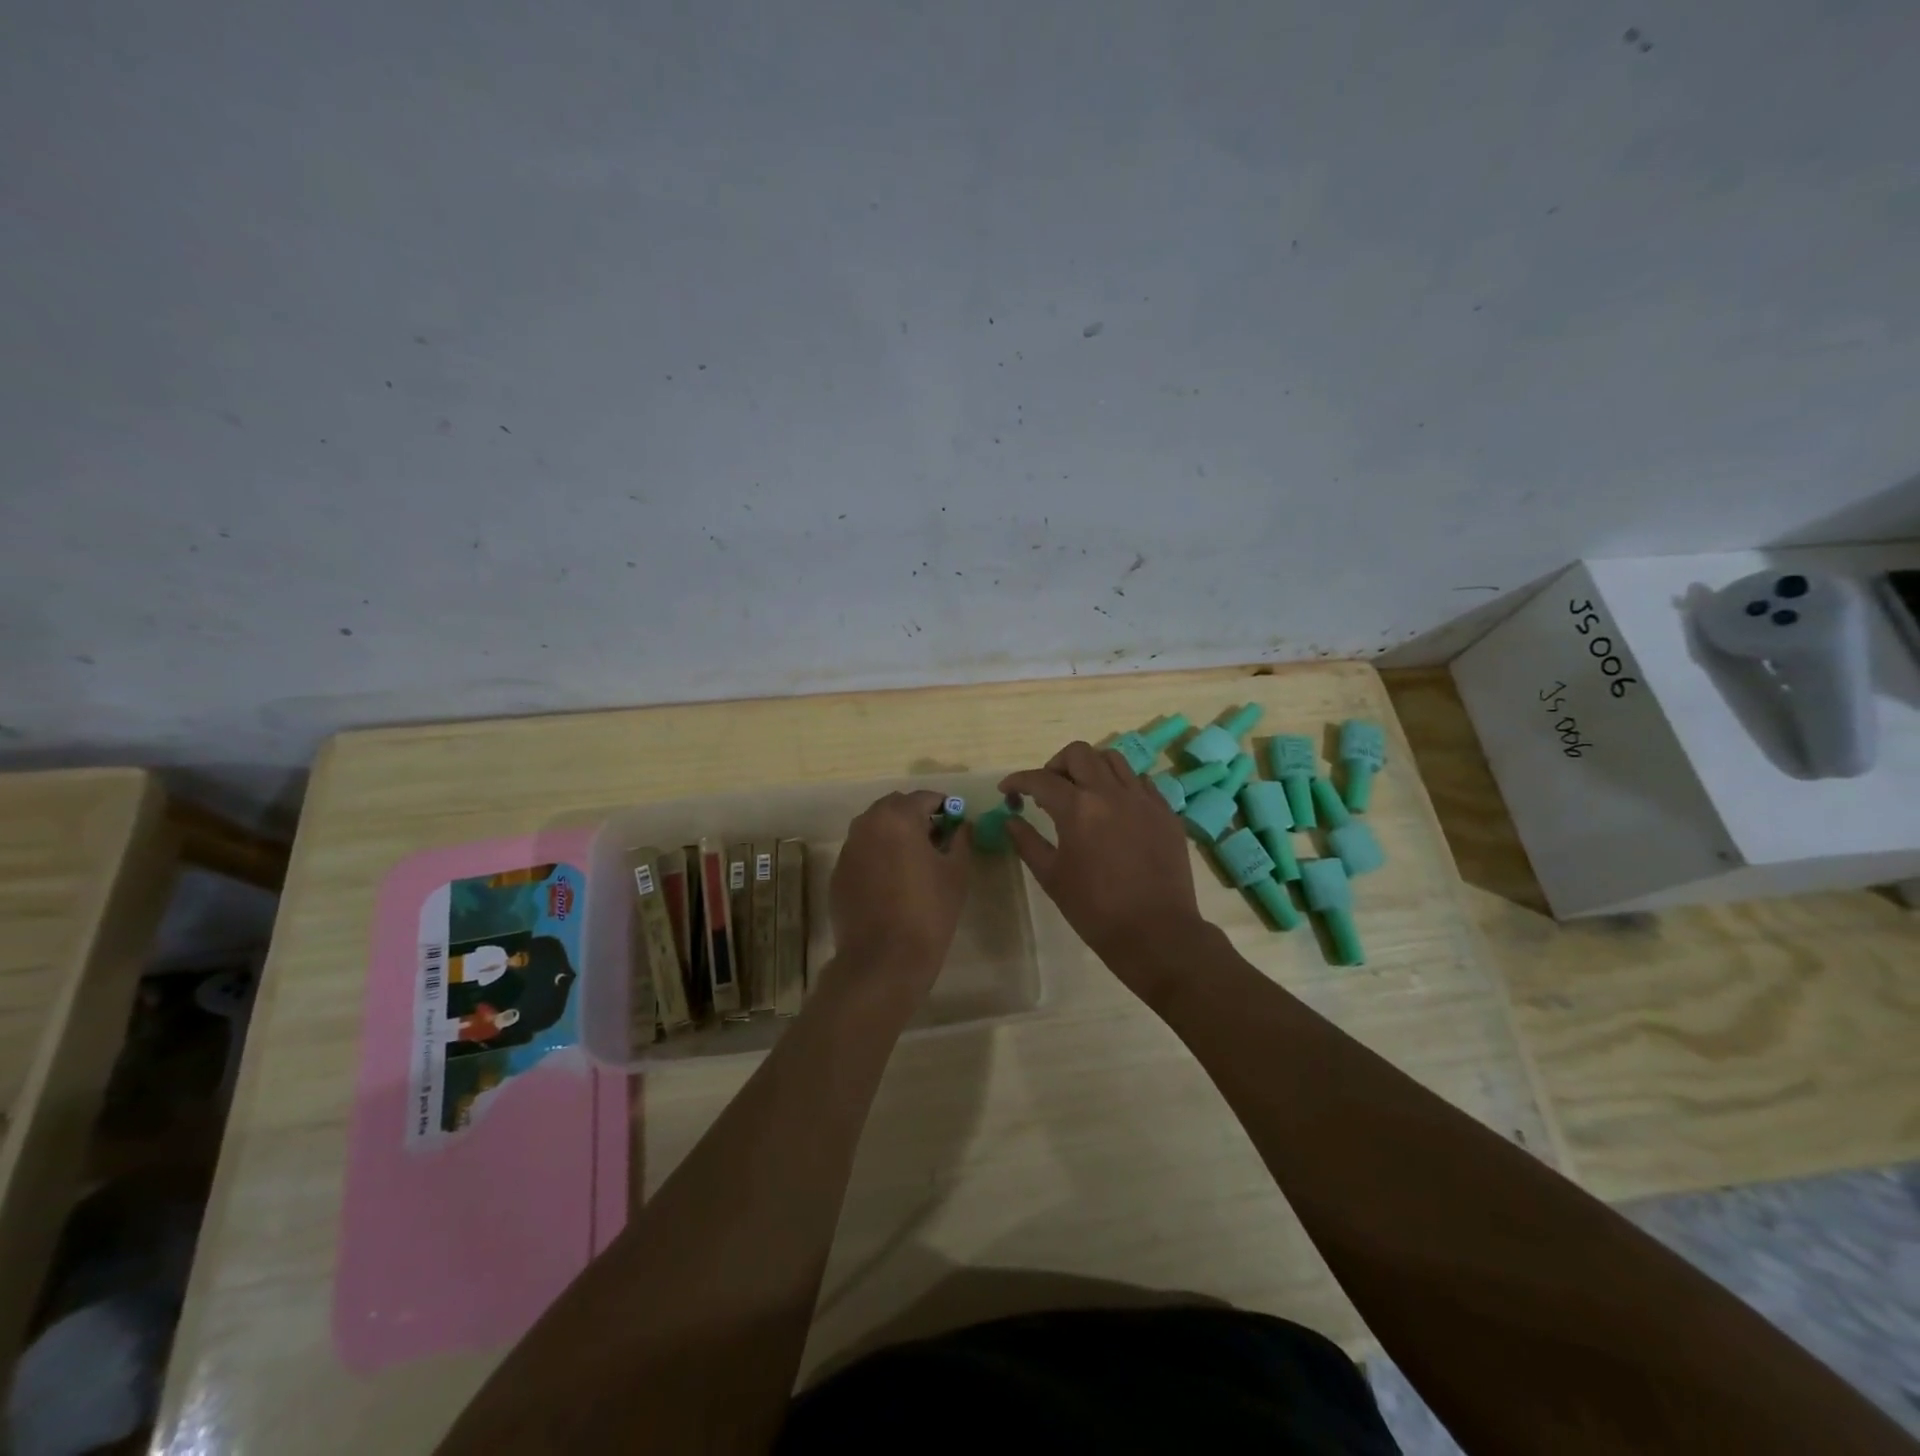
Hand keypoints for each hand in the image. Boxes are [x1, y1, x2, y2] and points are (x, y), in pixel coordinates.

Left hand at [826, 790, 971, 1011]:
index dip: (944, 806)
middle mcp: (867, 825)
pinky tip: (891, 882)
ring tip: (913, 860)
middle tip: (935, 838)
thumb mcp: (956, 872)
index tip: (955, 821)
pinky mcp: (838, 874)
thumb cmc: (928, 911)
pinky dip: (877, 855)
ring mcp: (848, 850)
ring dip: (894, 833)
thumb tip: (962, 826)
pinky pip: (861, 852)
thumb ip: (960, 840)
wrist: (884, 959)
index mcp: (898, 818)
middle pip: (894, 807)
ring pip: (874, 828)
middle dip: (915, 815)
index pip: (924, 798)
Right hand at [1000, 742, 1206, 1001]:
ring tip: (1083, 792)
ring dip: (1090, 767)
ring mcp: (1143, 799)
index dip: (1018, 781)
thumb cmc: (1095, 910)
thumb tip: (1012, 821)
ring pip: (1113, 758)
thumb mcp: (1052, 877)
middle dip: (1056, 765)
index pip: (1040, 779)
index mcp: (1078, 808)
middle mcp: (1111, 792)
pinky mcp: (1165, 811)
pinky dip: (1121, 784)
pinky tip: (1115, 808)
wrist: (1156, 933)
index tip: (1008, 790)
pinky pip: (1140, 781)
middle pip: (1079, 753)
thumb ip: (1028, 842)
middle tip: (1048, 789)